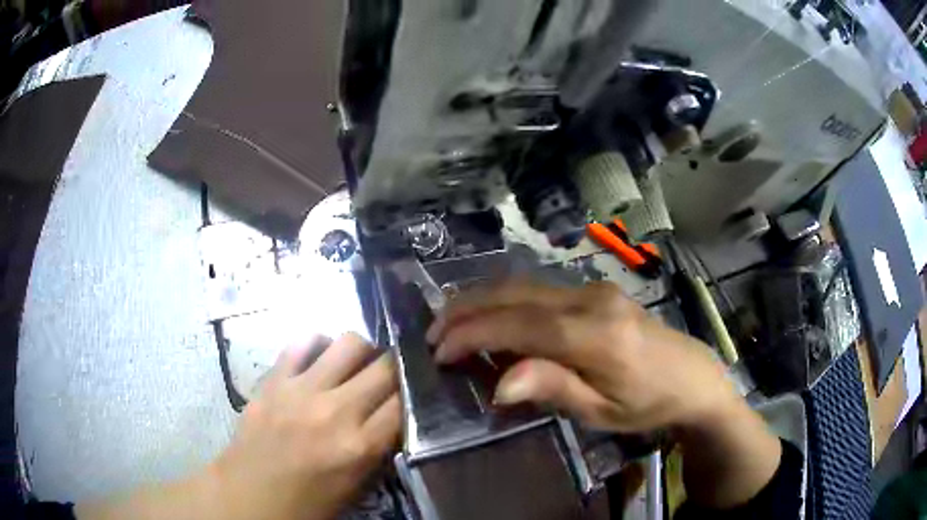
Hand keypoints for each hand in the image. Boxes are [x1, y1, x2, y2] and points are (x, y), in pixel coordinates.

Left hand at [76, 333, 400, 519]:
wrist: (248, 497)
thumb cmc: (306, 503)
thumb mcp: (355, 487)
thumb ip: (379, 449)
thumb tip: (395, 416)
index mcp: (358, 447)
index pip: (406, 402)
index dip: (416, 393)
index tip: (416, 391)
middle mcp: (334, 411)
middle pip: (385, 366)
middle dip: (396, 368)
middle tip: (390, 378)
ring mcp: (300, 390)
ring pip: (348, 342)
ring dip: (361, 352)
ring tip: (355, 366)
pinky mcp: (273, 380)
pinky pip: (302, 343)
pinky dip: (317, 346)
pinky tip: (319, 361)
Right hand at [427, 280, 737, 433]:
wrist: (692, 376)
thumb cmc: (648, 403)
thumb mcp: (602, 411)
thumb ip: (553, 388)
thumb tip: (498, 383)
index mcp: (594, 336)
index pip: (518, 326)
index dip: (472, 335)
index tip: (438, 351)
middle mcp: (590, 301)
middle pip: (515, 294)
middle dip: (466, 308)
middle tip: (433, 330)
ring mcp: (594, 290)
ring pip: (524, 285)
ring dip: (482, 299)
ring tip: (451, 320)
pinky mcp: (596, 290)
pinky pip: (539, 290)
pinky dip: (506, 300)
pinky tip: (492, 316)